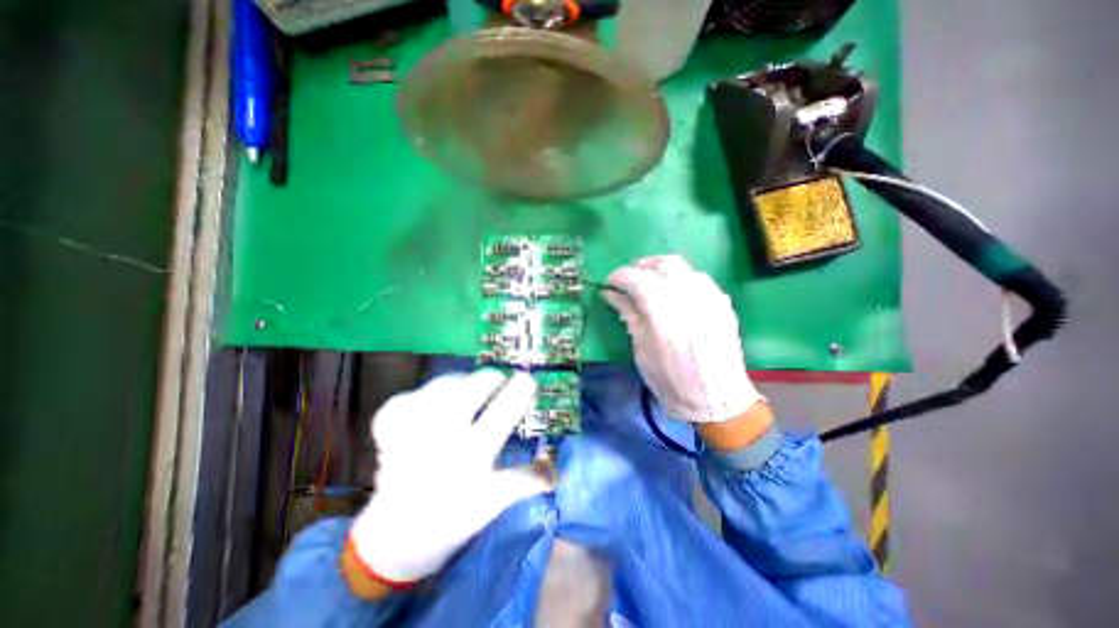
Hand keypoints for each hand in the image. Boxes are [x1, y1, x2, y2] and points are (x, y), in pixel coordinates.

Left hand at [347, 371, 545, 585]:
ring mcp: (411, 430)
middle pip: (471, 389)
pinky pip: (407, 397)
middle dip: (491, 379)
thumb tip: (557, 466)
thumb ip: (527, 480)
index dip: (519, 391)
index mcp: (471, 456)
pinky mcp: (388, 430)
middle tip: (499, 381)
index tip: (528, 380)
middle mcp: (441, 437)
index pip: (502, 413)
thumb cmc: (453, 521)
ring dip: (461, 382)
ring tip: (469, 389)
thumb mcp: (494, 502)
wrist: (395, 541)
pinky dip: (422, 396)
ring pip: (441, 386)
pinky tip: (431, 404)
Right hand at [604, 253, 760, 422]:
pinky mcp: (723, 304)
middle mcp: (688, 298)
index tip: (609, 284)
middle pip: (664, 264)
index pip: (637, 279)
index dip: (619, 277)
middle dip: (642, 266)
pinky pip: (700, 280)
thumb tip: (611, 294)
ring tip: (652, 284)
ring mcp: (710, 299)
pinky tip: (677, 295)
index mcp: (663, 313)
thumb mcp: (642, 351)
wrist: (716, 400)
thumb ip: (629, 316)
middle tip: (631, 279)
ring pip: (684, 268)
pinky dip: (683, 280)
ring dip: (663, 271)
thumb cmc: (671, 382)